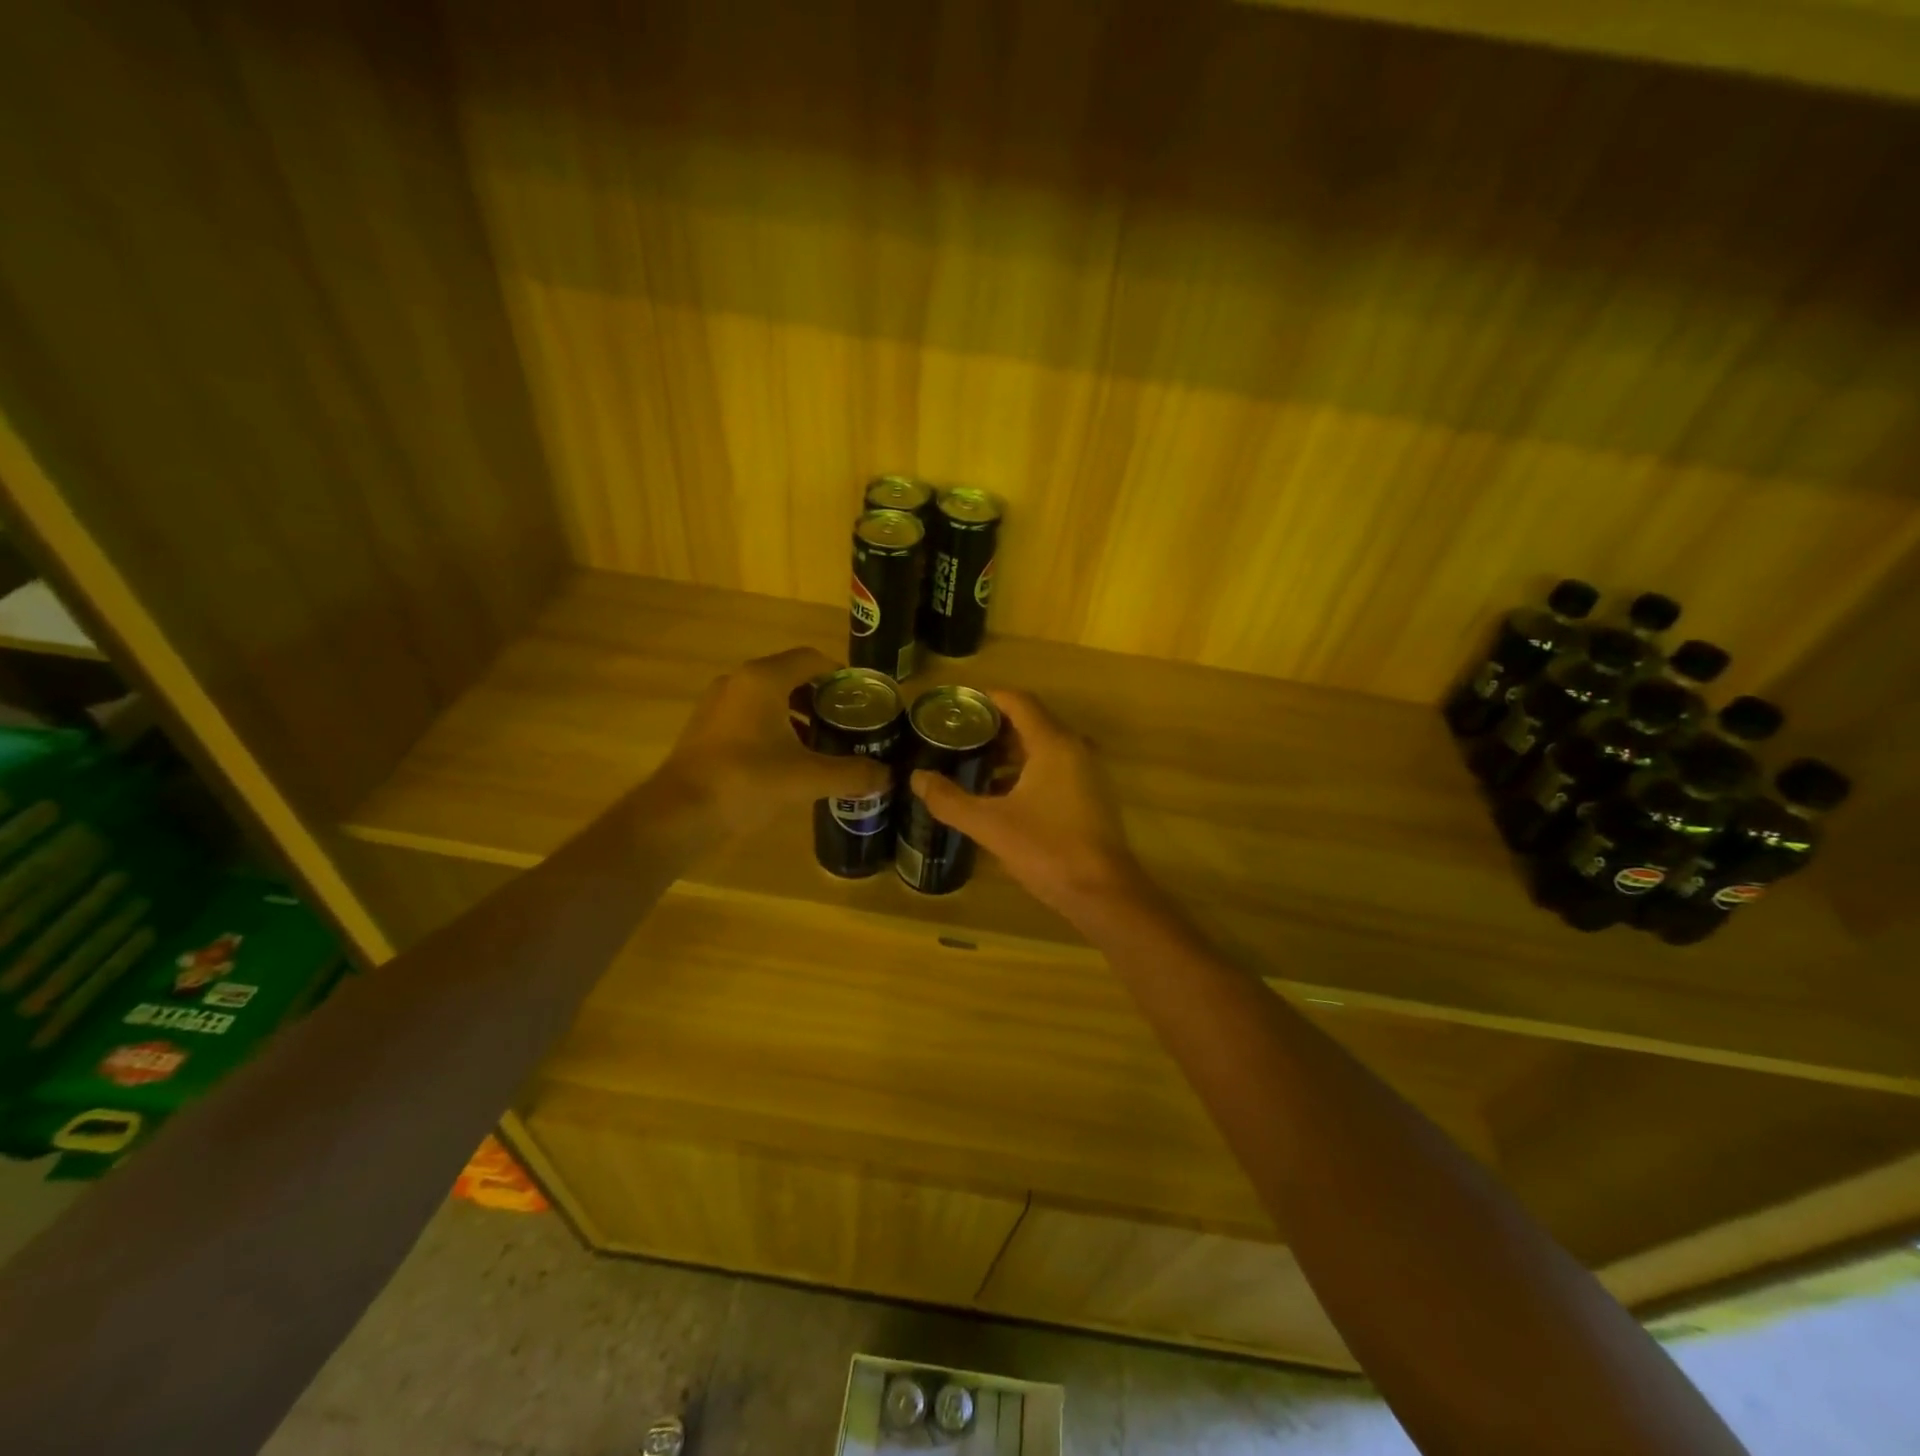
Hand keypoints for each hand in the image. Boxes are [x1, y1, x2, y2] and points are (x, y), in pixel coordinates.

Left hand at [654, 647, 890, 836]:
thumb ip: (851, 774)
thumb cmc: (746, 781)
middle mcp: (739, 682)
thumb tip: (888, 776)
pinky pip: (751, 715)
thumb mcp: (807, 778)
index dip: (841, 675)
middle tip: (850, 722)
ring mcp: (719, 704)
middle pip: (791, 676)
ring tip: (825, 742)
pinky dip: (775, 727)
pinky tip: (790, 758)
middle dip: (823, 698)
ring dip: (798, 714)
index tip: (863, 698)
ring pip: (769, 697)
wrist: (679, 814)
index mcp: (764, 680)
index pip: (812, 659)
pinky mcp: (708, 728)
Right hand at [909, 690, 1147, 917]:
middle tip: (956, 736)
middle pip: (1031, 722)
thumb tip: (917, 777)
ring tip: (971, 763)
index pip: (1019, 702)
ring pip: (1042, 747)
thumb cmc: (1047, 850)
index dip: (987, 698)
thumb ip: (950, 800)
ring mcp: (1086, 773)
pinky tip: (999, 795)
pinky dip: (1025, 771)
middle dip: (993, 727)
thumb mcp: (990, 825)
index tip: (957, 706)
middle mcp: (1074, 749)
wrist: (1102, 893)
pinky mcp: (1090, 796)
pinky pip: (1053, 768)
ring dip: (1008, 751)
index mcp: (1053, 744)